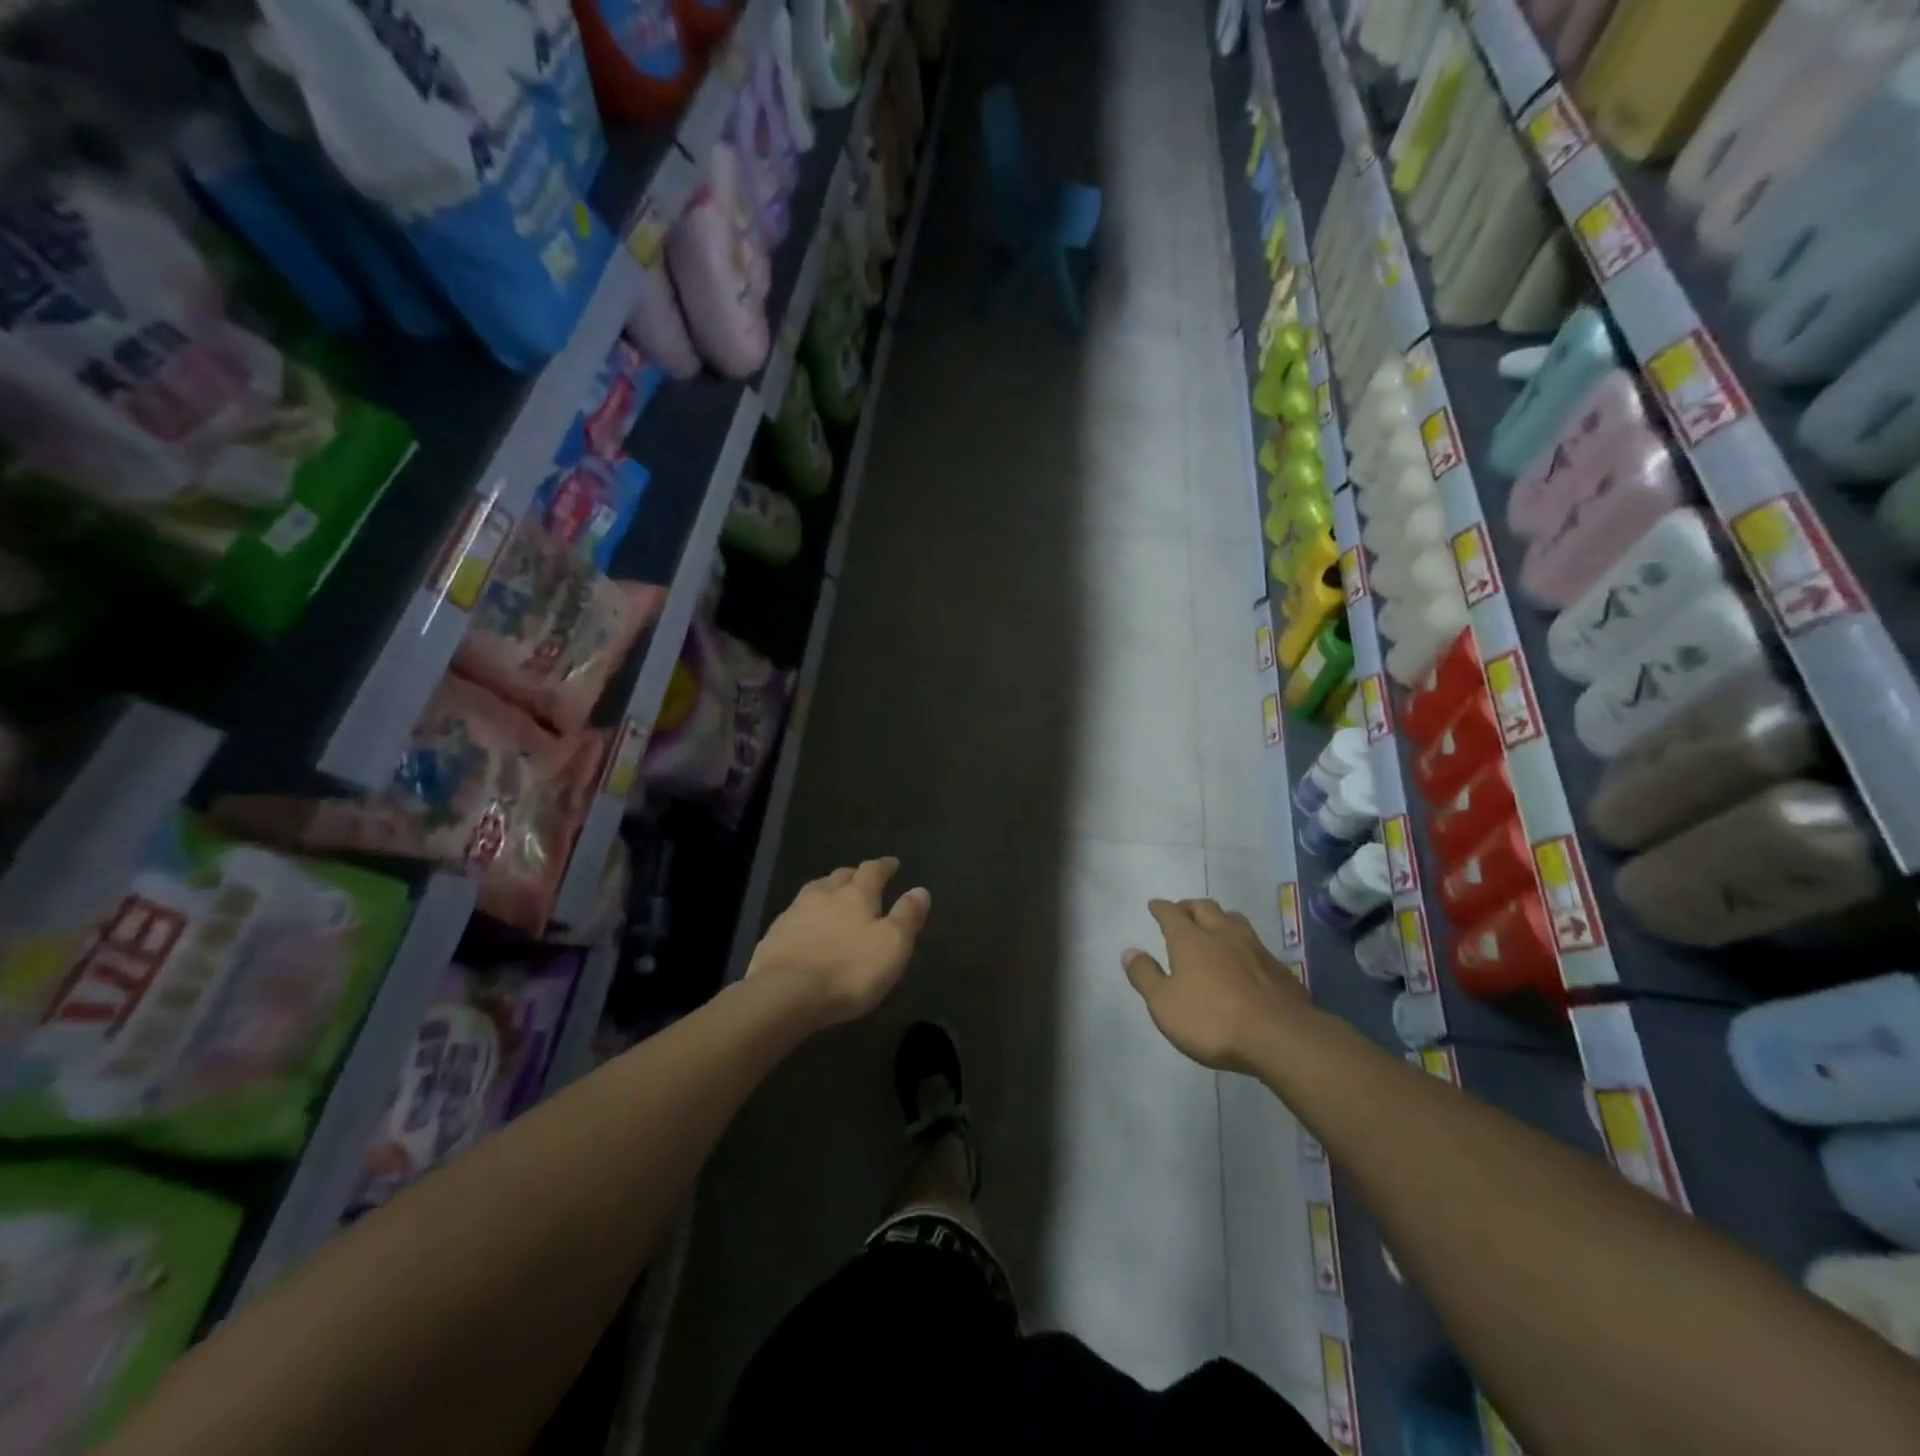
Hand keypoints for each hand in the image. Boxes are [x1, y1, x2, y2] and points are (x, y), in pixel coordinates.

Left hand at [748, 858, 930, 1029]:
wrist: (784, 994)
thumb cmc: (848, 969)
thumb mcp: (892, 946)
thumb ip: (907, 917)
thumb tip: (920, 890)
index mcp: (856, 894)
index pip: (873, 870)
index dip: (884, 866)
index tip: (892, 863)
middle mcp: (824, 895)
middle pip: (840, 876)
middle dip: (853, 876)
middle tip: (862, 880)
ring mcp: (794, 913)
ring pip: (814, 892)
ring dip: (827, 891)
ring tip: (833, 898)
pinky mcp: (773, 936)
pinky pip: (795, 916)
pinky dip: (806, 916)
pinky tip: (806, 928)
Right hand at [1123, 899, 1312, 1072]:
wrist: (1278, 1036)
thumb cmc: (1211, 1019)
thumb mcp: (1164, 1003)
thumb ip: (1145, 975)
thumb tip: (1129, 951)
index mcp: (1190, 939)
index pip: (1171, 913)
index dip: (1161, 908)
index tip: (1155, 905)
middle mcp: (1221, 933)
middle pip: (1204, 907)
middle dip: (1190, 907)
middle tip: (1182, 912)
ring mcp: (1253, 947)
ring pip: (1234, 919)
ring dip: (1219, 918)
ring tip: (1214, 926)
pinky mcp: (1278, 967)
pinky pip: (1255, 943)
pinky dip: (1242, 943)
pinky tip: (1244, 957)